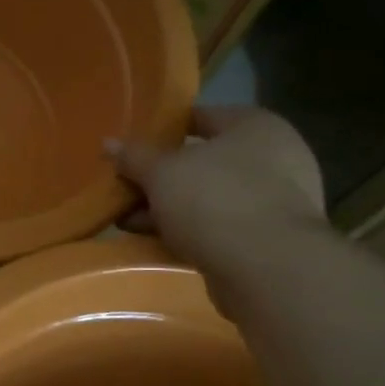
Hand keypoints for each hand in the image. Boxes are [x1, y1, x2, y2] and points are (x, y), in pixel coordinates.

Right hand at [110, 108, 325, 277]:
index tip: (132, 146)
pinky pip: (219, 227)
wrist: (266, 268)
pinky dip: (189, 232)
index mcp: (254, 126)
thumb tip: (109, 143)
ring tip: (129, 222)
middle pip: (203, 161)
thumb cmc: (215, 200)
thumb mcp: (162, 173)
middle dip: (161, 177)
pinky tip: (156, 243)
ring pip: (208, 198)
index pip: (200, 116)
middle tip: (125, 188)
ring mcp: (275, 201)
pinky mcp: (269, 239)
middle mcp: (273, 157)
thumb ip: (134, 157)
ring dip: (170, 209)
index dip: (163, 129)